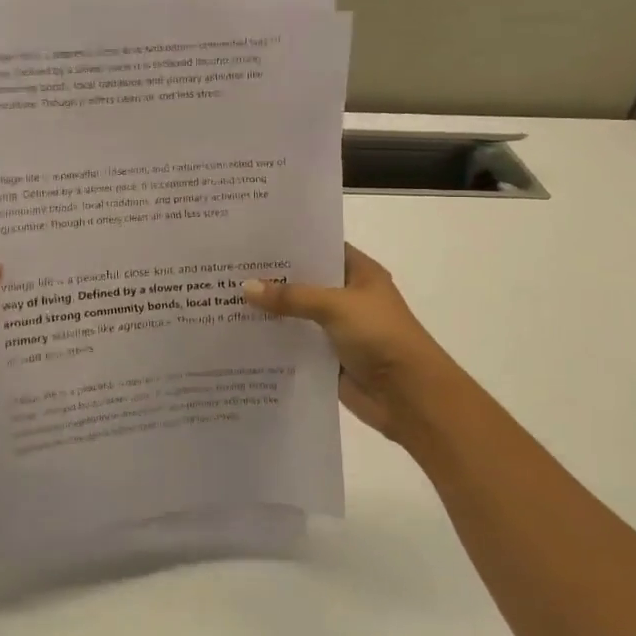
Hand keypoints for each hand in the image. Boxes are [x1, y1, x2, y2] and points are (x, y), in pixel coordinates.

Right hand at [243, 244, 473, 448]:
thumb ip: (291, 296)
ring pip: (298, 315)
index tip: (253, 238)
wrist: (410, 396)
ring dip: (270, 312)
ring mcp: (338, 329)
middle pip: (305, 282)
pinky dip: (275, 342)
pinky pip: (296, 345)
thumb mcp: (335, 306)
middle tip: (228, 267)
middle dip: (273, 278)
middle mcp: (348, 297)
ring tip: (225, 298)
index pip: (321, 247)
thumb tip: (246, 287)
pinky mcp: (328, 358)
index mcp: (359, 273)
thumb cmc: (380, 336)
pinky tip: (241, 335)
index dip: (291, 243)